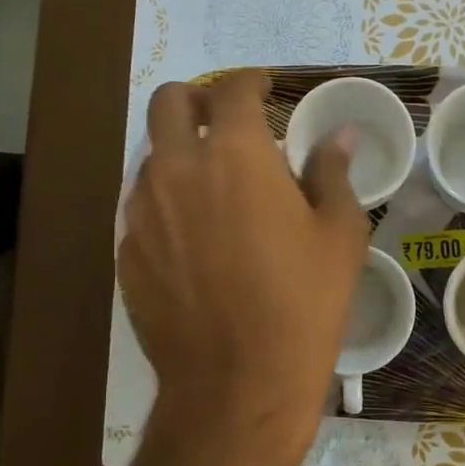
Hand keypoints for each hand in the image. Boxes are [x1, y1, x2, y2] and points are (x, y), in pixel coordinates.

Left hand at [119, 71, 367, 465]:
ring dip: (179, 154)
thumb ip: (333, 173)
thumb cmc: (303, 304)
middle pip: (168, 103)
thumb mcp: (339, 235)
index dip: (249, 81)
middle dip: (196, 100)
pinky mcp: (125, 251)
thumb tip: (339, 136)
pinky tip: (193, 238)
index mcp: (235, 154)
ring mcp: (142, 211)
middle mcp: (177, 169)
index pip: (231, 89)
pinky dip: (166, 203)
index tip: (263, 88)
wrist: (238, 384)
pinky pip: (141, 207)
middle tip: (225, 122)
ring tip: (212, 187)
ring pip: (151, 156)